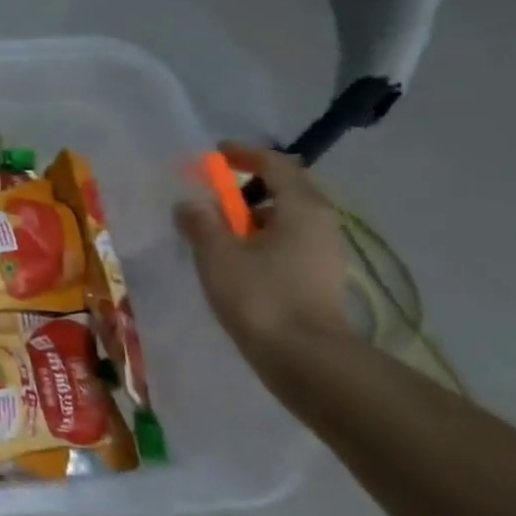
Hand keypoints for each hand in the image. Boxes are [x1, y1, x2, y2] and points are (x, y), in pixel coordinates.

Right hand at [174, 142, 353, 375]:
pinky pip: (287, 244)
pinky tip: (236, 259)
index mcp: (302, 208)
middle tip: (215, 193)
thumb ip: (201, 221)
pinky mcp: (319, 280)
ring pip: (286, 220)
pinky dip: (261, 240)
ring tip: (218, 229)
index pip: (276, 165)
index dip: (245, 155)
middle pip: (286, 190)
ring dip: (253, 217)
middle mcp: (321, 224)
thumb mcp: (217, 253)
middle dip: (249, 187)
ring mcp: (324, 254)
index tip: (216, 154)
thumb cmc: (261, 295)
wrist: (306, 361)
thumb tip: (191, 205)